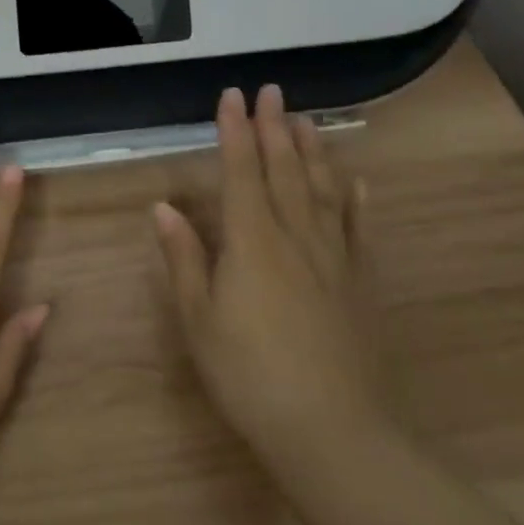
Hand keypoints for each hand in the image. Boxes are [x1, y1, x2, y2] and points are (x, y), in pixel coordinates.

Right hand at [154, 85, 388, 472]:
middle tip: (271, 91)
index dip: (235, 130)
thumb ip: (183, 259)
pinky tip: (357, 181)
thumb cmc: (251, 376)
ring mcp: (333, 257)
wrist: (334, 433)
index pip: (241, 170)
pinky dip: (356, 200)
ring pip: (322, 189)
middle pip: (284, 169)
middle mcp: (294, 234)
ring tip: (305, 119)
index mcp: (251, 240)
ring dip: (312, 150)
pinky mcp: (360, 283)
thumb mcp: (200, 321)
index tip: (232, 94)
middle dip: (274, 126)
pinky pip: (358, 229)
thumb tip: (163, 206)